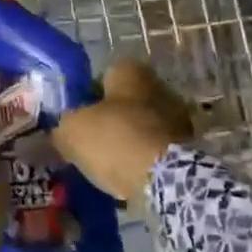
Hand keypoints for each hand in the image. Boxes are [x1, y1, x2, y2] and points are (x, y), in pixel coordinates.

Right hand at [52, 61, 194, 201]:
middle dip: (110, 120)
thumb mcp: (72, 130)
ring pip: (142, 127)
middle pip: (126, 102)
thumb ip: (63, 126)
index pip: (104, 75)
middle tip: (90, 143)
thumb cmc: (116, 140)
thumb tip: (61, 133)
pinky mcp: (189, 150)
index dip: (88, 96)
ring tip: (107, 166)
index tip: (78, 118)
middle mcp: (159, 86)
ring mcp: (179, 119)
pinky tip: (128, 179)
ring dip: (128, 142)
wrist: (166, 181)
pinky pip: (156, 151)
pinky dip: (144, 162)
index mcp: (131, 71)